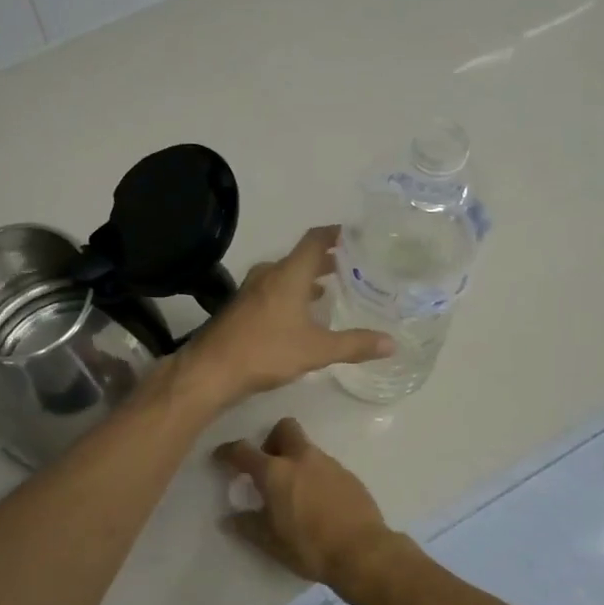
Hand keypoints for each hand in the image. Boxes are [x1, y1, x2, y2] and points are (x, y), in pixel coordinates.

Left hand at [182, 226, 392, 406]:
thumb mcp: (317, 349)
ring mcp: (251, 291)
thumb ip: (355, 345)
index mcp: (288, 274)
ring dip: (307, 278)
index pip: (315, 239)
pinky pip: (274, 291)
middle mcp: (269, 274)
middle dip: (326, 260)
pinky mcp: (241, 308)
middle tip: (352, 265)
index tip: (357, 235)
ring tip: (331, 288)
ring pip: (286, 275)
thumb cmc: (266, 351)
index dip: (336, 234)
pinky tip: (301, 314)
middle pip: (301, 257)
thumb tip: (392, 344)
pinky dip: (292, 294)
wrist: (211, 370)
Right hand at [213, 418, 420, 601]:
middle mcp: (301, 458)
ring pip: (307, 448)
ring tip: (294, 490)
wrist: (363, 552)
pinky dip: (315, 475)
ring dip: (296, 460)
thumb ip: (248, 526)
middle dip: (272, 440)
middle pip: (284, 428)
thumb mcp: (271, 542)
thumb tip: (228, 519)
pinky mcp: (348, 475)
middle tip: (268, 465)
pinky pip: (325, 466)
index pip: (243, 451)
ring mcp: (328, 463)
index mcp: (275, 472)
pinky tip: (317, 501)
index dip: (228, 452)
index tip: (221, 457)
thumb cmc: (309, 547)